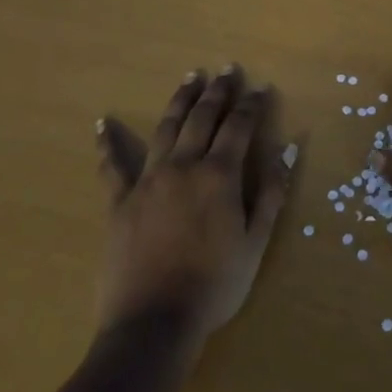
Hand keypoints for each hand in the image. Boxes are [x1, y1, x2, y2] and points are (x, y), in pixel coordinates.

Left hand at [93, 65, 293, 341]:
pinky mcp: (120, 202)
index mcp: (219, 175)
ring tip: (190, 77)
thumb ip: (272, 192)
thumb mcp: (256, 242)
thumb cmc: (215, 285)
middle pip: (202, 118)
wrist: (154, 323)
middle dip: (217, 91)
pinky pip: (112, 167)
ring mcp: (148, 181)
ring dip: (180, 100)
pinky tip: (102, 123)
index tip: (261, 87)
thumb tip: (289, 148)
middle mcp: (183, 166)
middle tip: (227, 69)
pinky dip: (108, 144)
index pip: (239, 127)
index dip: (252, 105)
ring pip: (165, 129)